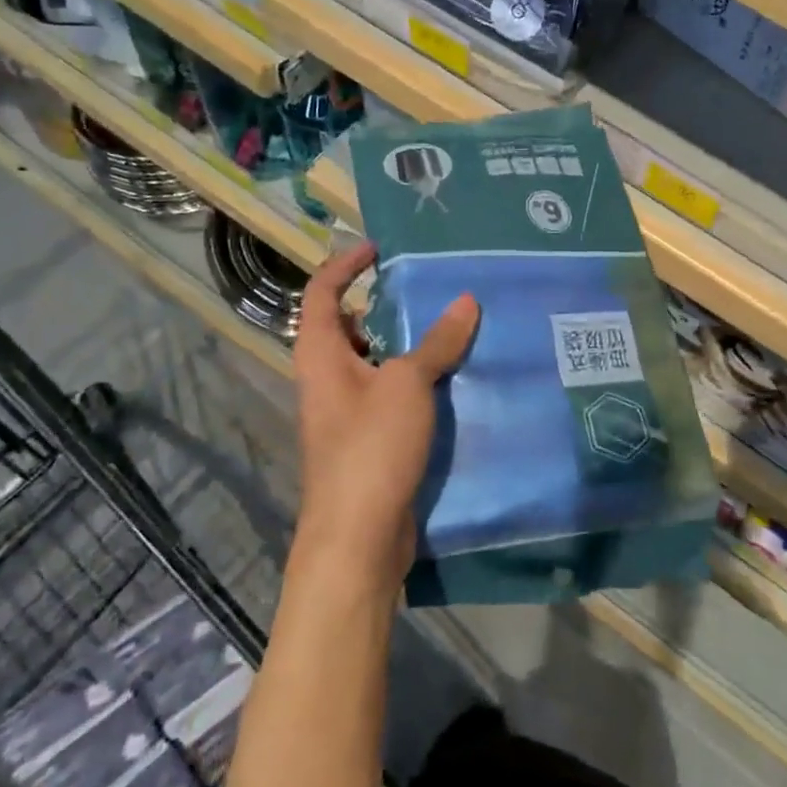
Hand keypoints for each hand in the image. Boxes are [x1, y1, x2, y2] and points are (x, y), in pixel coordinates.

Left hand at [290, 242, 478, 592]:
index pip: (323, 291)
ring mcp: (346, 410)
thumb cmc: (371, 448)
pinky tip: (452, 377)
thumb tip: (466, 300)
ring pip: (374, 361)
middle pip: (348, 325)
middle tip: (426, 288)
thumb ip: (436, 341)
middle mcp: (326, 377)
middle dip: (381, 304)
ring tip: (449, 325)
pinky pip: (390, 393)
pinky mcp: (367, 438)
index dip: (346, 264)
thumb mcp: (407, 384)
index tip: (380, 248)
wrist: (358, 537)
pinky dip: (414, 379)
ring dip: (404, 343)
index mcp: (319, 354)